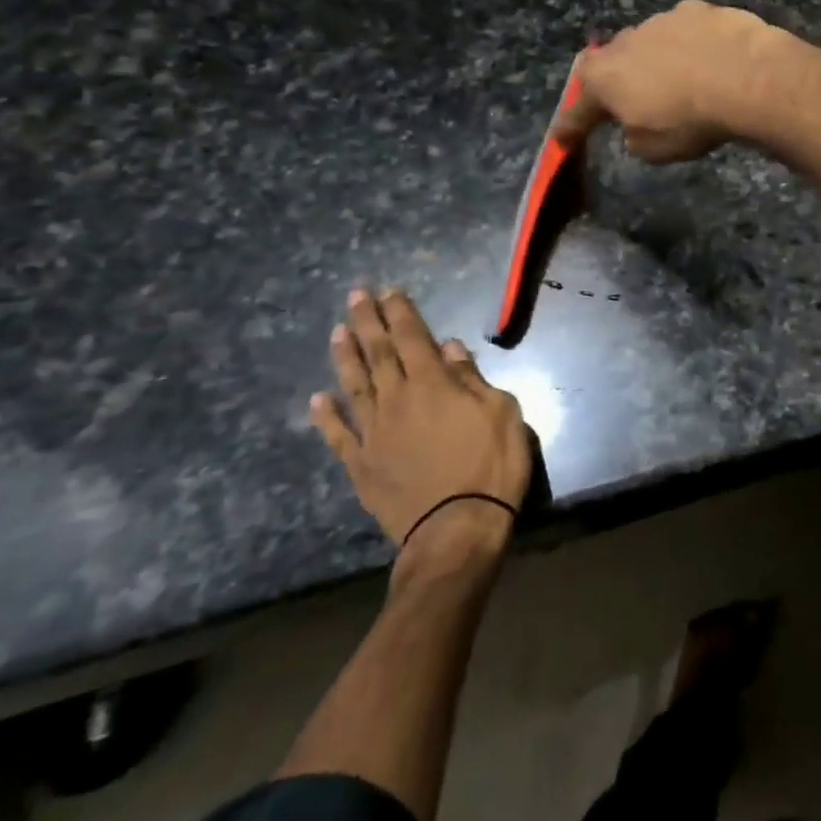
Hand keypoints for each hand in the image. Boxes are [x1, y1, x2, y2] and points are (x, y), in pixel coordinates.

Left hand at [310, 288, 532, 552]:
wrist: (456, 530)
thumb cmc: (491, 467)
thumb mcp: (502, 414)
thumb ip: (472, 379)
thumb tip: (450, 348)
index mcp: (432, 384)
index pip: (412, 337)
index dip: (400, 312)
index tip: (388, 290)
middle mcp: (396, 400)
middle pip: (378, 353)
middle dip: (367, 322)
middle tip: (356, 296)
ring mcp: (373, 433)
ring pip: (354, 385)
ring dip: (344, 356)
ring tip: (336, 331)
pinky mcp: (361, 465)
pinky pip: (338, 434)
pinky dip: (326, 416)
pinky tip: (317, 399)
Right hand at [552, 0, 786, 161]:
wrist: (747, 77)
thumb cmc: (690, 121)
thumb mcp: (653, 149)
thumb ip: (634, 136)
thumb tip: (635, 126)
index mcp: (604, 78)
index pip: (579, 108)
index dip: (570, 126)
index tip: (562, 139)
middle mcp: (625, 41)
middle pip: (610, 65)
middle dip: (615, 83)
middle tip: (626, 101)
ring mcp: (662, 20)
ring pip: (649, 43)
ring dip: (655, 61)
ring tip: (677, 81)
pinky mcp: (700, 10)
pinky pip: (686, 32)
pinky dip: (690, 47)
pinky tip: (709, 61)